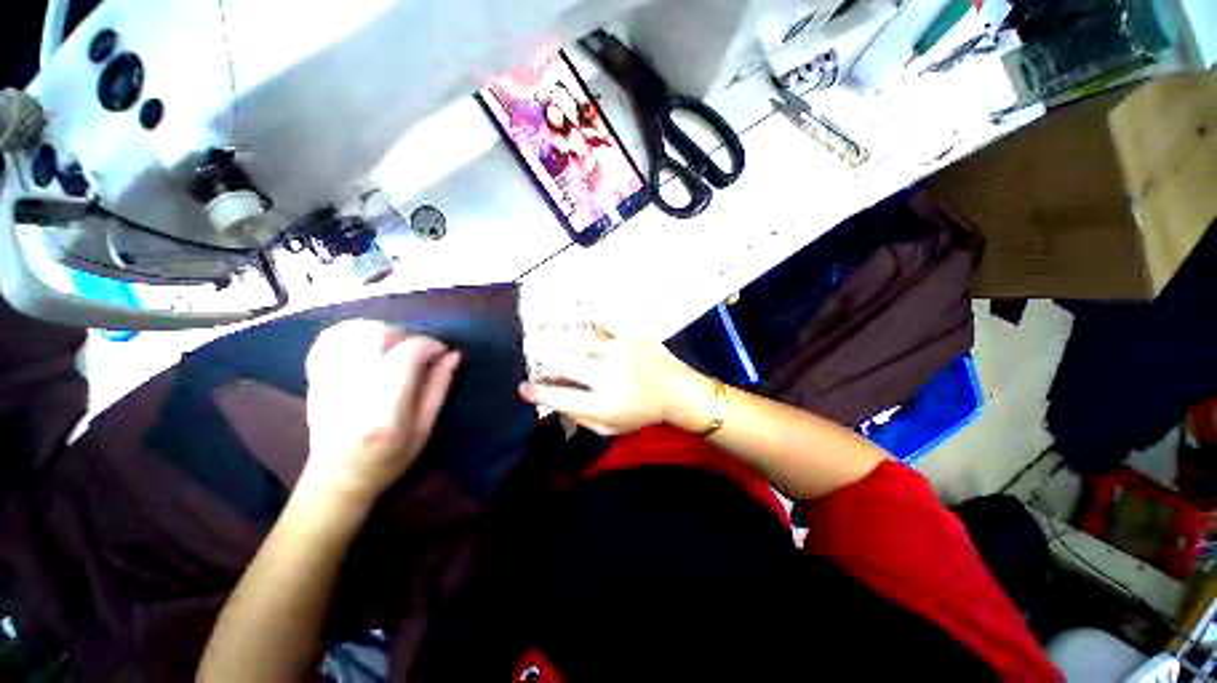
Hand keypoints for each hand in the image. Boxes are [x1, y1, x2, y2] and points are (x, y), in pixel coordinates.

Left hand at [303, 320, 460, 503]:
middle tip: (418, 352)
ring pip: (354, 331)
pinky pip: (333, 339)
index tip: (441, 353)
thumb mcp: (425, 428)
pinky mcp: (316, 378)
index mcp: (386, 407)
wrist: (336, 477)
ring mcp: (329, 381)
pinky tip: (369, 349)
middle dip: (406, 335)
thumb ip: (440, 388)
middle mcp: (354, 389)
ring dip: (383, 332)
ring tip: (395, 349)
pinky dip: (356, 334)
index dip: (430, 344)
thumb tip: (454, 354)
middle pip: (378, 335)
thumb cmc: (389, 458)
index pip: (408, 353)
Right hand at [520, 323, 688, 435]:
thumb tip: (554, 404)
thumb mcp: (610, 428)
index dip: (539, 392)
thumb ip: (581, 418)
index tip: (523, 387)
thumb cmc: (642, 413)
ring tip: (544, 337)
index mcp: (606, 404)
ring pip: (583, 342)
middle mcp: (612, 376)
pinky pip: (609, 319)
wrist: (677, 392)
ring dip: (558, 340)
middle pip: (567, 365)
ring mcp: (623, 352)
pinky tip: (576, 314)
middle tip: (532, 356)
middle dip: (544, 361)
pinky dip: (591, 314)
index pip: (563, 398)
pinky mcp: (635, 334)